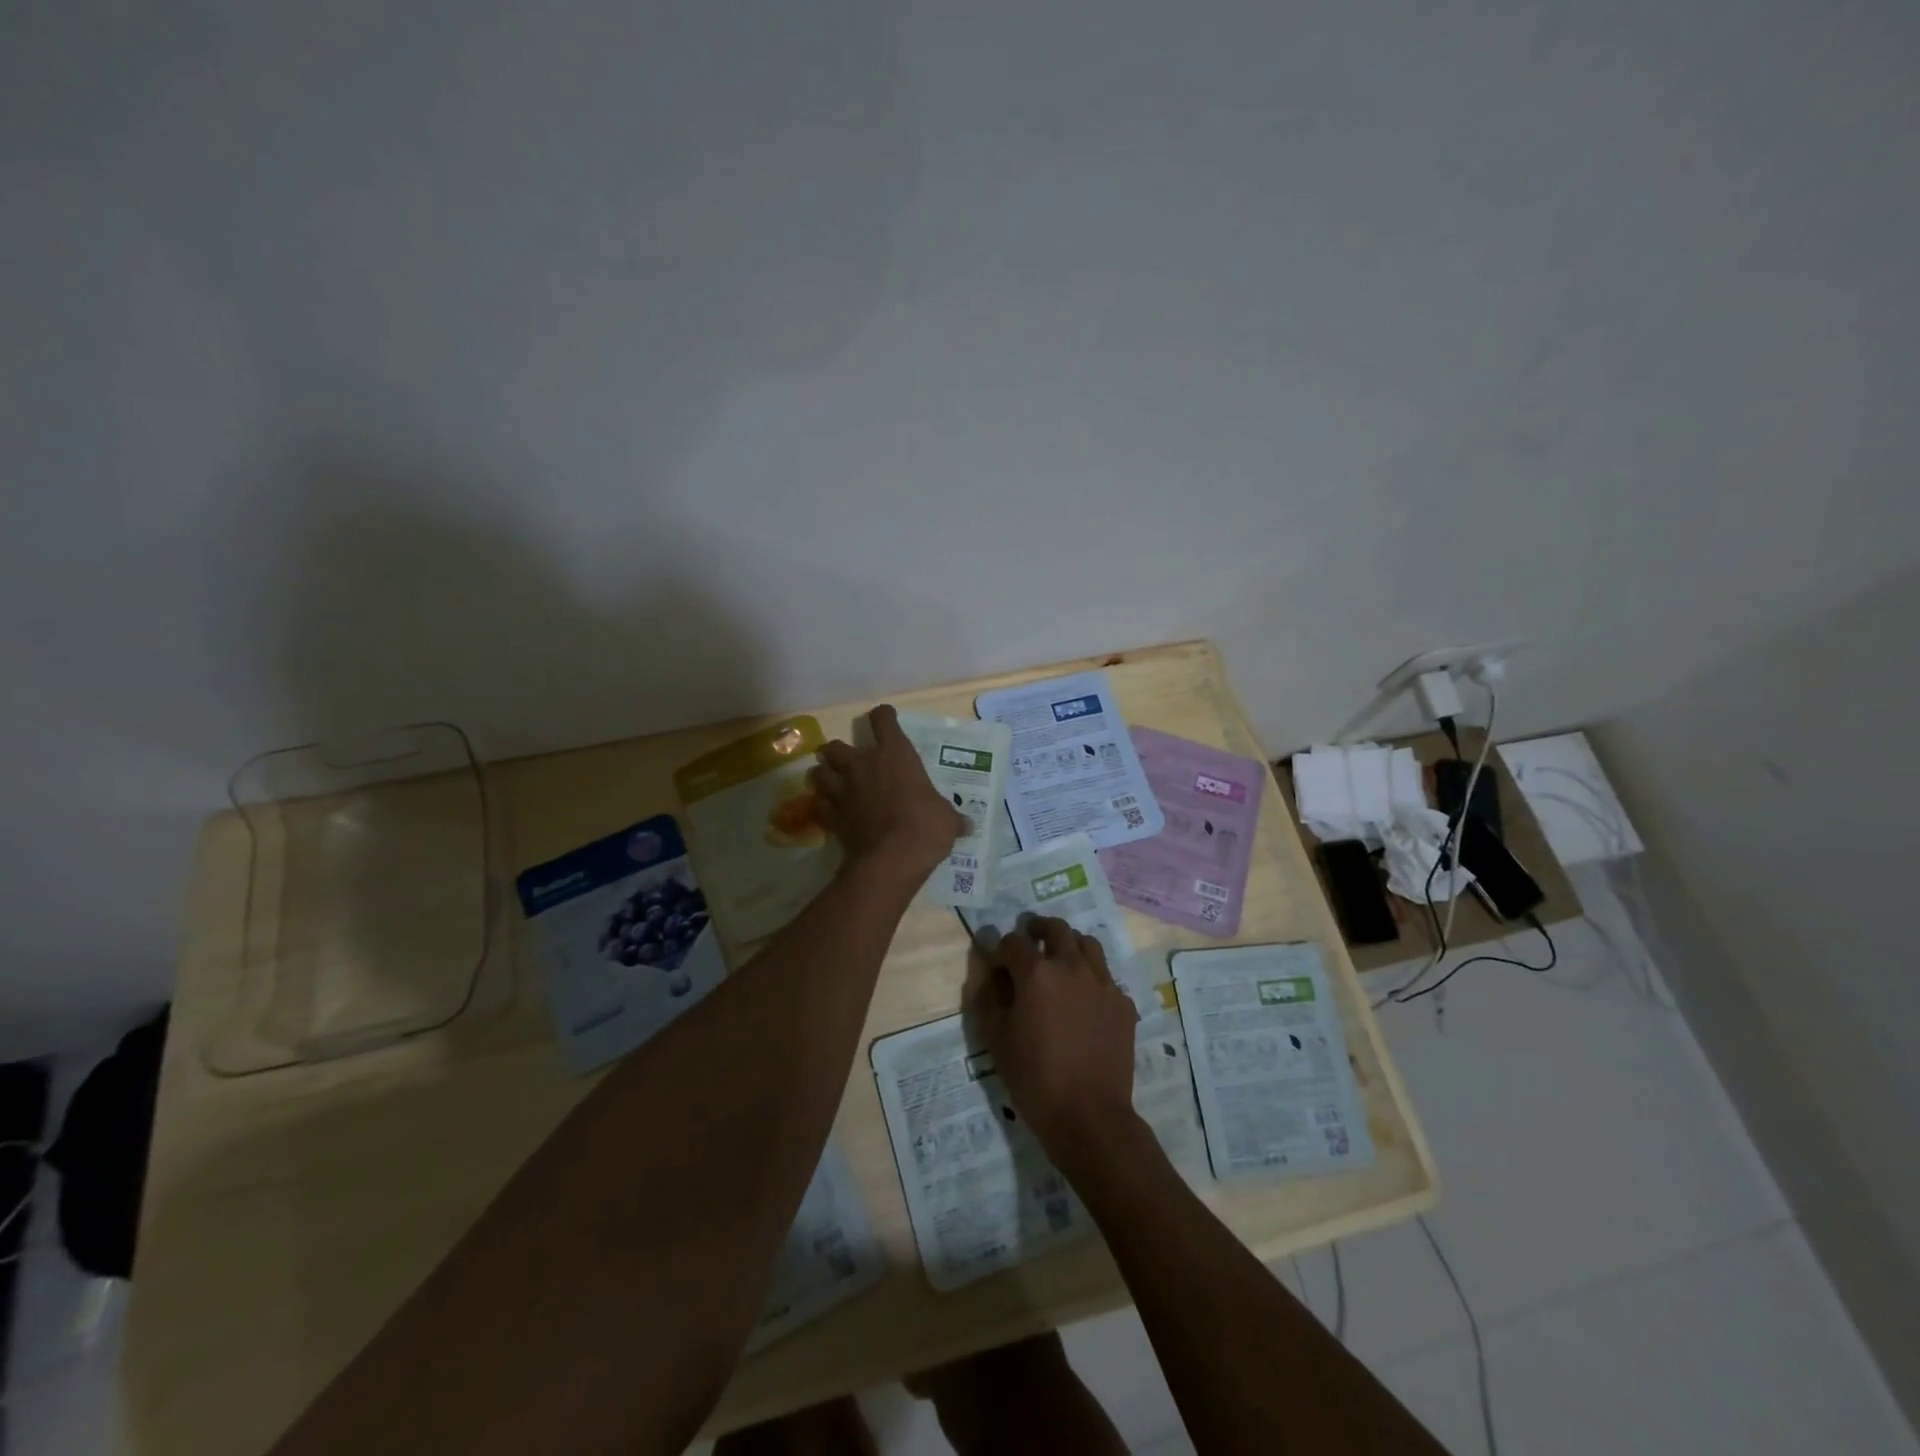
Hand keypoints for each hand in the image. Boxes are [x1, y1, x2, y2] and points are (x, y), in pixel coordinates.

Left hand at [809, 704, 965, 882]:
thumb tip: (967, 825)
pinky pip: (818, 804)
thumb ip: (952, 818)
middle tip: (850, 762)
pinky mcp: (830, 815)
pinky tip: (829, 811)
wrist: (891, 859)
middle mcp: (862, 765)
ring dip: (824, 775)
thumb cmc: (925, 827)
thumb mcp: (947, 820)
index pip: (882, 720)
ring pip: (818, 771)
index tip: (886, 719)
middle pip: (836, 745)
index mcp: (895, 754)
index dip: (884, 717)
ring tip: (832, 783)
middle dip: (839, 751)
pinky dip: (821, 805)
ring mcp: (842, 789)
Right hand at [963, 916, 1140, 1155]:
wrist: (1088, 1115)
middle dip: (1038, 928)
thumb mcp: (995, 1038)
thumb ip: (988, 997)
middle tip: (1031, 939)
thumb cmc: (1034, 1077)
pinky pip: (1106, 977)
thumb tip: (990, 973)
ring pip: (1087, 944)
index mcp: (1036, 972)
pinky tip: (1085, 1000)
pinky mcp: (1123, 1003)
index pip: (1013, 942)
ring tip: (1061, 960)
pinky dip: (1092, 977)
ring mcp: (1103, 982)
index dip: (1002, 949)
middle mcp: (1072, 966)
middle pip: (1056, 928)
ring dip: (1070, 944)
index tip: (998, 963)